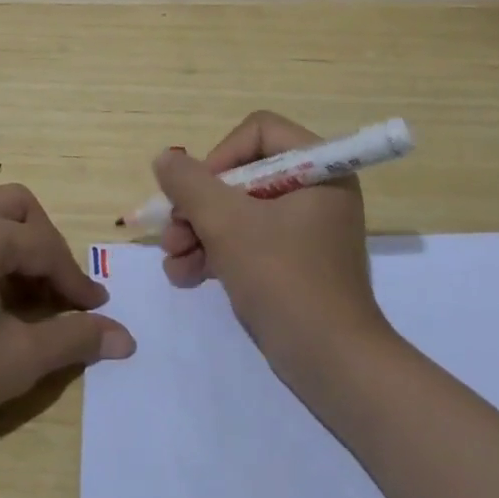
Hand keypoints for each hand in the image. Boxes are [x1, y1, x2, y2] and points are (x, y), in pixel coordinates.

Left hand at [0, 184, 134, 465]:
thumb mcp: (16, 360)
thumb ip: (74, 340)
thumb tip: (127, 338)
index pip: (44, 246)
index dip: (75, 280)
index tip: (97, 309)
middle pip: (17, 208)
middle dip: (46, 243)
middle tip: (58, 289)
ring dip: (15, 245)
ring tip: (28, 295)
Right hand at [152, 111, 388, 374]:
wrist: (333, 366)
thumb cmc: (284, 280)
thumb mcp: (227, 225)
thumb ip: (190, 184)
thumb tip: (165, 159)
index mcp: (319, 169)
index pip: (258, 131)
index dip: (220, 156)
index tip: (196, 193)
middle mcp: (315, 191)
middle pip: (241, 174)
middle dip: (198, 206)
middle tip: (171, 233)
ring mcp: (304, 229)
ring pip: (238, 211)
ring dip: (198, 232)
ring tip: (172, 261)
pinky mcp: (293, 262)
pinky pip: (248, 241)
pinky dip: (216, 253)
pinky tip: (185, 277)